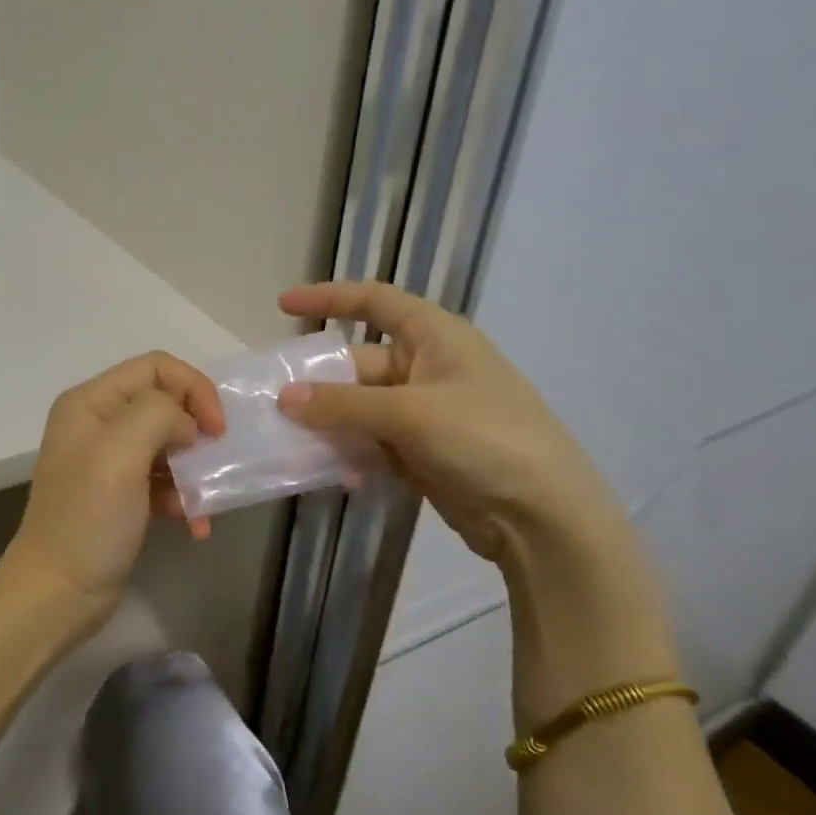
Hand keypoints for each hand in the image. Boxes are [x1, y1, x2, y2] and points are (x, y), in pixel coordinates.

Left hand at [1, 352, 225, 627]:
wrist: (57, 594)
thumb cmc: (87, 520)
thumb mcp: (119, 455)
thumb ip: (157, 416)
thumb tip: (186, 424)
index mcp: (91, 403)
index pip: (156, 367)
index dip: (194, 389)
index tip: (216, 430)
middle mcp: (99, 423)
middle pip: (166, 404)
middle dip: (197, 432)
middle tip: (215, 464)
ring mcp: (110, 461)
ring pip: (170, 444)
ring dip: (195, 471)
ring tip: (203, 504)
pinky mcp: (123, 495)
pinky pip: (165, 480)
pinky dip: (184, 498)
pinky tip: (194, 525)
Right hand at [276, 281, 627, 564]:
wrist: (542, 516)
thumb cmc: (484, 439)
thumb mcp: (411, 413)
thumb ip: (344, 405)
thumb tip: (285, 398)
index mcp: (436, 337)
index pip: (376, 302)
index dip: (329, 298)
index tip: (283, 305)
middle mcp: (428, 368)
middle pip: (358, 364)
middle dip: (319, 383)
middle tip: (273, 402)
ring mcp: (425, 413)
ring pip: (359, 409)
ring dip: (328, 424)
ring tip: (290, 442)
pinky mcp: (421, 453)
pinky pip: (371, 443)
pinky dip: (350, 454)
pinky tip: (334, 474)